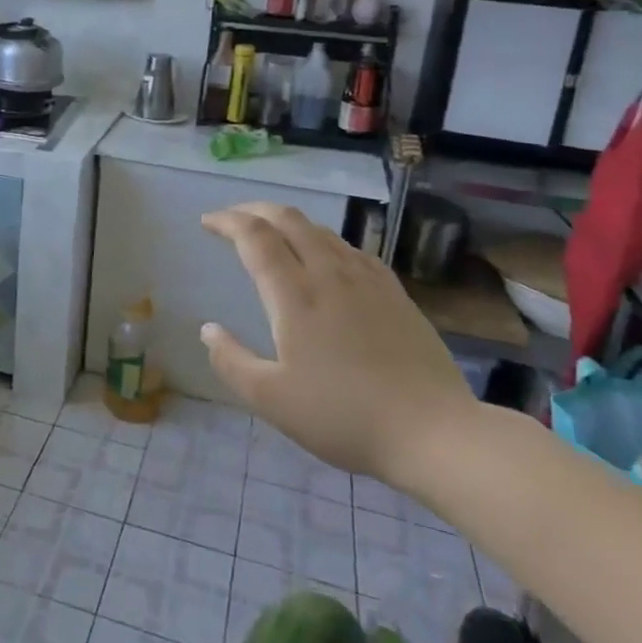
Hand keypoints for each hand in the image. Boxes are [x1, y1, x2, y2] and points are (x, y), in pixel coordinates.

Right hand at [200, 203, 478, 484]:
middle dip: (254, 210)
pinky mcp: (395, 292)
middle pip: (288, 218)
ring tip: (273, 237)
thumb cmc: (343, 416)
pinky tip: (325, 260)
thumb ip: (231, 361)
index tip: (207, 222)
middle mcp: (329, 272)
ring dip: (288, 223)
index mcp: (294, 293)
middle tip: (233, 219)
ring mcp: (367, 278)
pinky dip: (322, 241)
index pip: (254, 236)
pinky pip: (350, 248)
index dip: (226, 221)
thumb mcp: (271, 400)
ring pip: (320, 230)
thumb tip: (208, 330)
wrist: (434, 432)